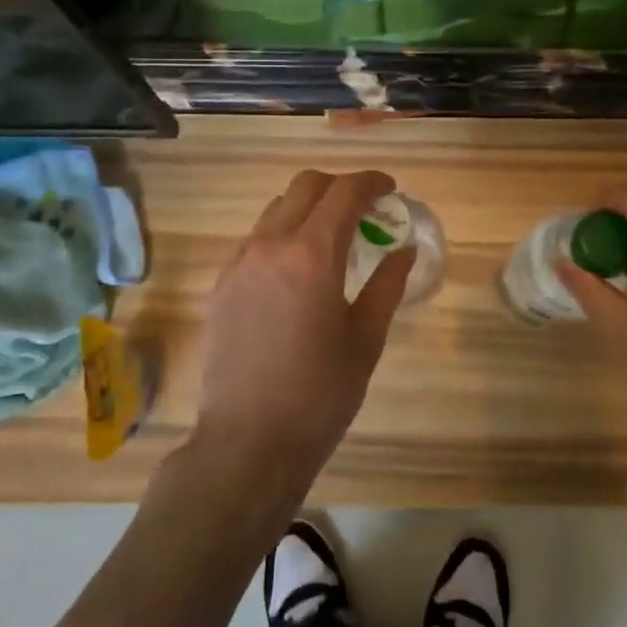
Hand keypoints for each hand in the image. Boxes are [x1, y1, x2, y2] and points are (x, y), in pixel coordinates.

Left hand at [192, 169, 414, 503]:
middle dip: (339, 186)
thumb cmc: (320, 394)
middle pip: (306, 186)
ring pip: (276, 208)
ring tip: (331, 238)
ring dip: (308, 207)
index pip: (345, 192)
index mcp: (313, 255)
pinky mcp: (222, 283)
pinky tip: (297, 269)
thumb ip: (387, 284)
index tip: (391, 191)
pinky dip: (282, 233)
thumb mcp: (366, 339)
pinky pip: (256, 237)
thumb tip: (404, 249)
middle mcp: (271, 245)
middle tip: (364, 210)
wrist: (247, 443)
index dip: (372, 182)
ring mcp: (240, 262)